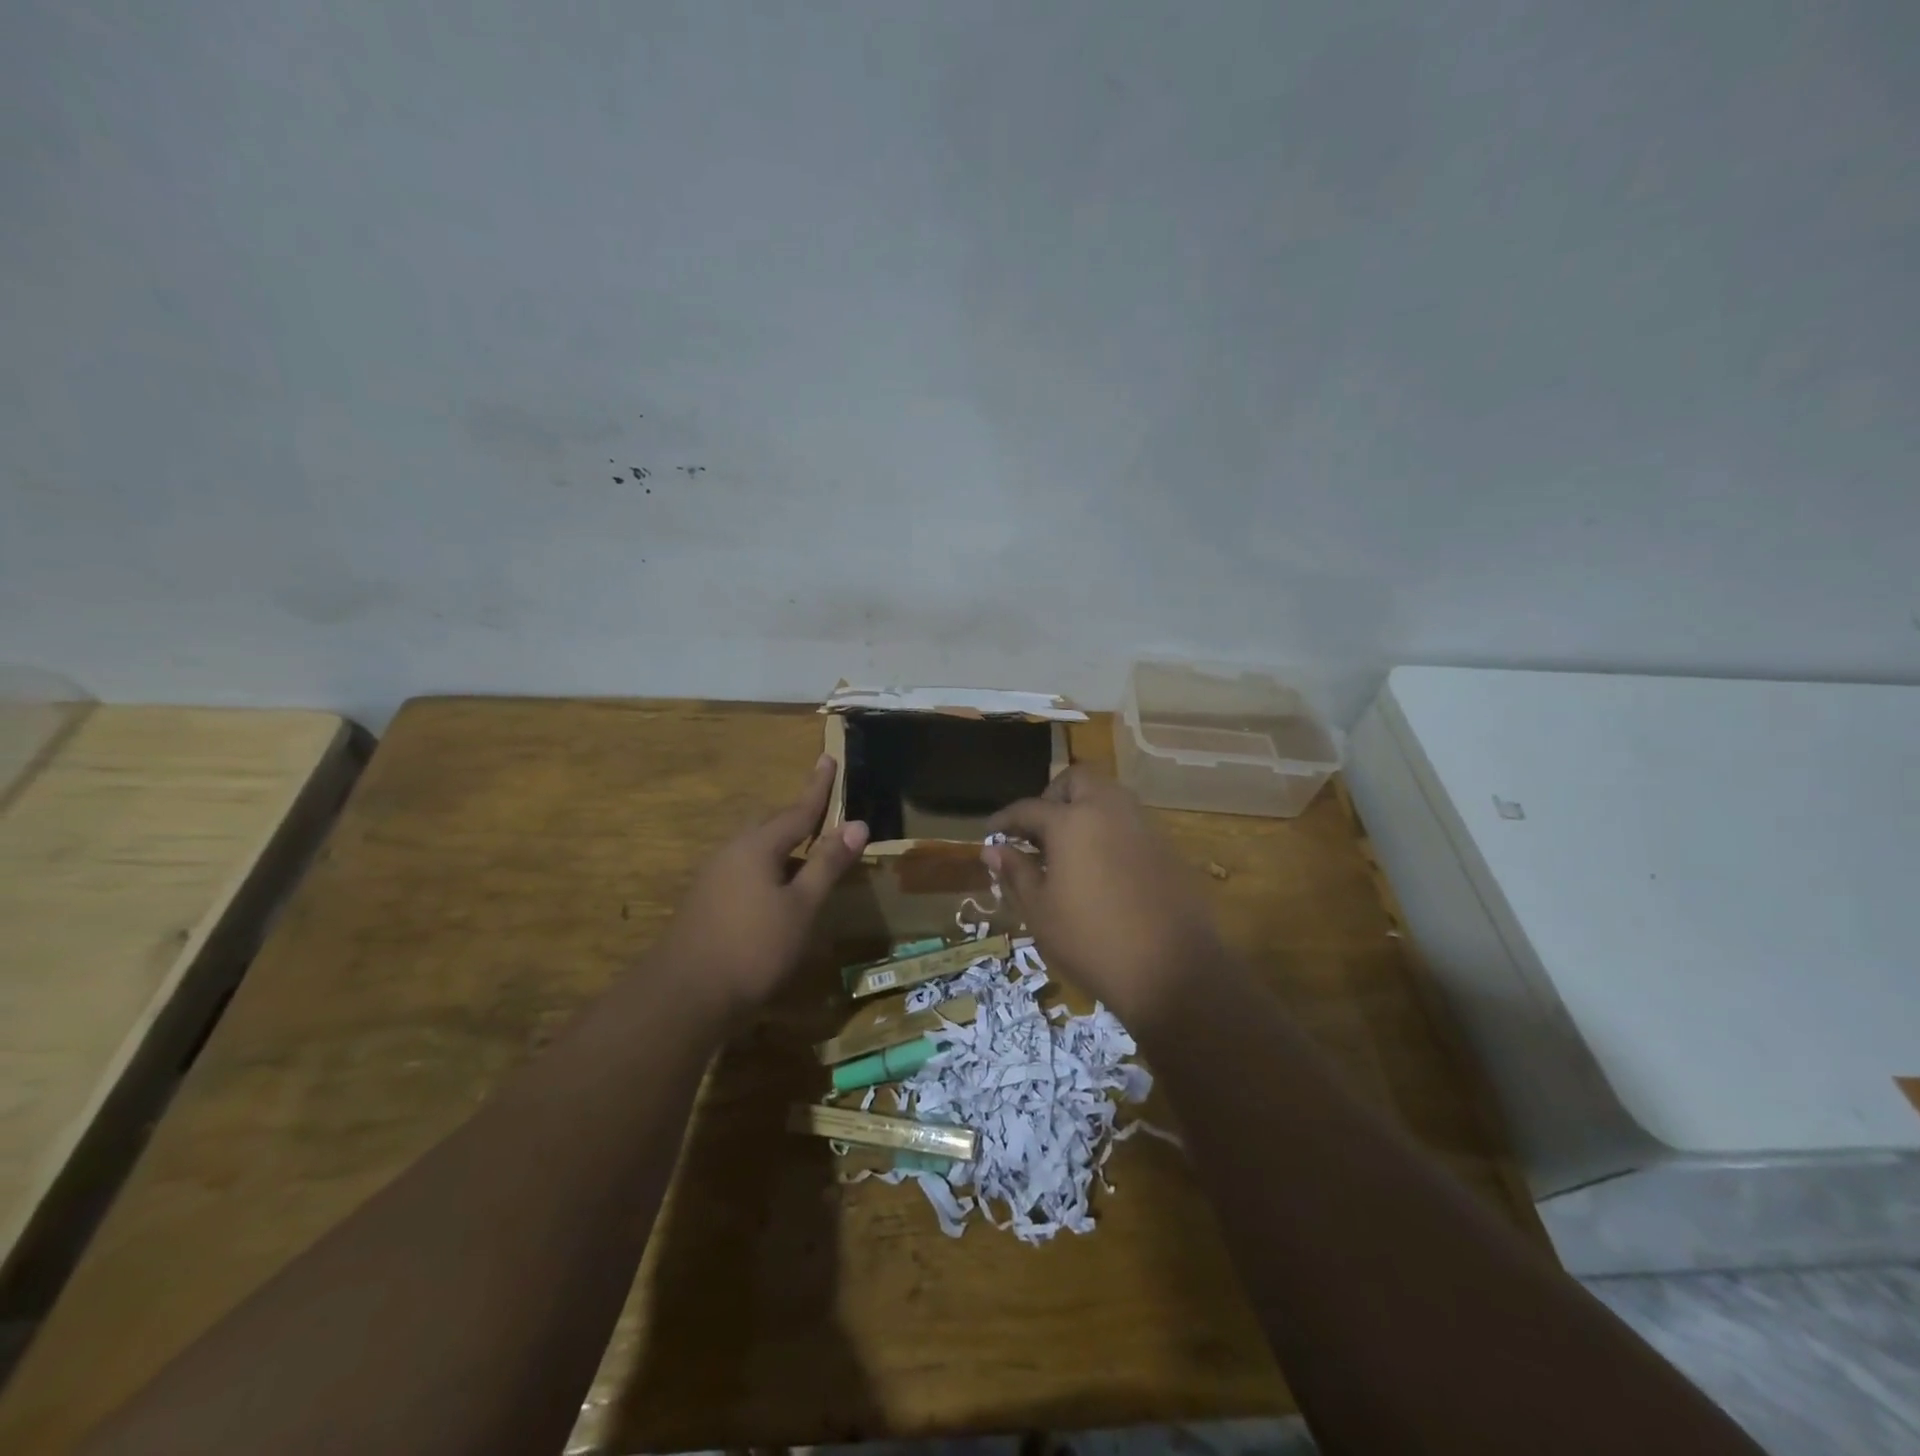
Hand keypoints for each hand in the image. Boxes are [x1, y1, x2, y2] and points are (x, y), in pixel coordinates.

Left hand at [659, 755, 867, 1022]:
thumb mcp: (801, 906)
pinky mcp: (706, 903)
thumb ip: (827, 863)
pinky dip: (770, 869)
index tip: (828, 757)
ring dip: (785, 846)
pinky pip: (745, 870)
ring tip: (808, 852)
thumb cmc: (753, 947)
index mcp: (758, 846)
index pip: (798, 809)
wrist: (684, 997)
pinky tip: (778, 891)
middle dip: (799, 816)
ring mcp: (714, 878)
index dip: (818, 787)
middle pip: (772, 825)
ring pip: (757, 850)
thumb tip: (856, 823)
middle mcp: (732, 853)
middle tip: (822, 807)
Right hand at [986, 767, 1224, 1032]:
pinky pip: (1130, 821)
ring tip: (1068, 847)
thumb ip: (1016, 872)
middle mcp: (1109, 810)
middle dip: (1053, 796)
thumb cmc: (1092, 941)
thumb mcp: (1041, 911)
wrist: (1173, 970)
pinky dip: (1109, 828)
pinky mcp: (1166, 846)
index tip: (991, 831)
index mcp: (1072, 822)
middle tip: (1038, 830)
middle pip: (1077, 780)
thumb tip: (993, 850)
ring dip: (1084, 808)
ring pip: (1108, 795)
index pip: (1029, 808)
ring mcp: (1143, 825)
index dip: (1006, 819)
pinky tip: (1101, 865)